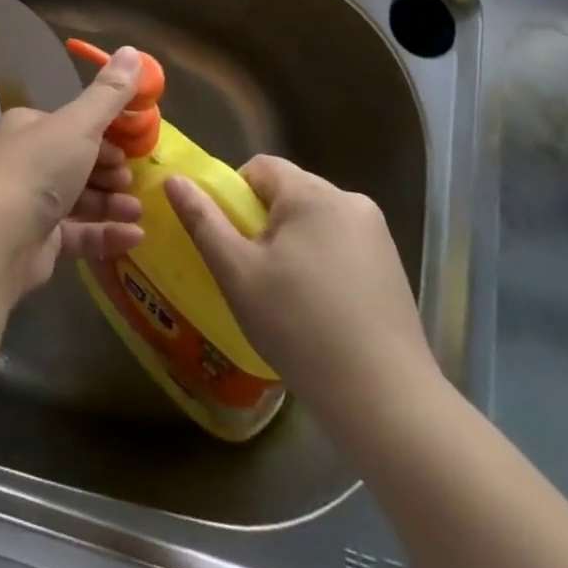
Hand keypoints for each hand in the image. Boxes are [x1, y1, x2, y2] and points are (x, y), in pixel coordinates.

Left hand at [0, 46, 145, 292]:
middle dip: (110, 172)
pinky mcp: (37, 243)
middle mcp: (26, 163)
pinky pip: (78, 234)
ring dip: (112, 203)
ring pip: (79, 200)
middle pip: (77, 163)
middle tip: (132, 180)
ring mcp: (29, 204)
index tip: (131, 146)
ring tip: (137, 210)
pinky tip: (134, 236)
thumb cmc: (37, 169)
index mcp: (29, 128)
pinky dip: (106, 233)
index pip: (73, 126)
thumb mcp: (79, 124)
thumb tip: (132, 50)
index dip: (104, 135)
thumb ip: (109, 94)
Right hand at [165, 156, 436, 426]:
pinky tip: (320, 310)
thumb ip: (203, 220)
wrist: (385, 400)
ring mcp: (377, 235)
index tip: (232, 242)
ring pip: (315, 221)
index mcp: (312, 194)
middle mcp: (350, 201)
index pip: (260, 168)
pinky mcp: (393, 266)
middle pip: (289, 193)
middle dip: (264, 223)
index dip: (235, 196)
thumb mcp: (237, 272)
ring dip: (293, 244)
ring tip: (286, 296)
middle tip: (254, 273)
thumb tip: (174, 179)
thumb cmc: (299, 327)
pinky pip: (341, 245)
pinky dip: (322, 263)